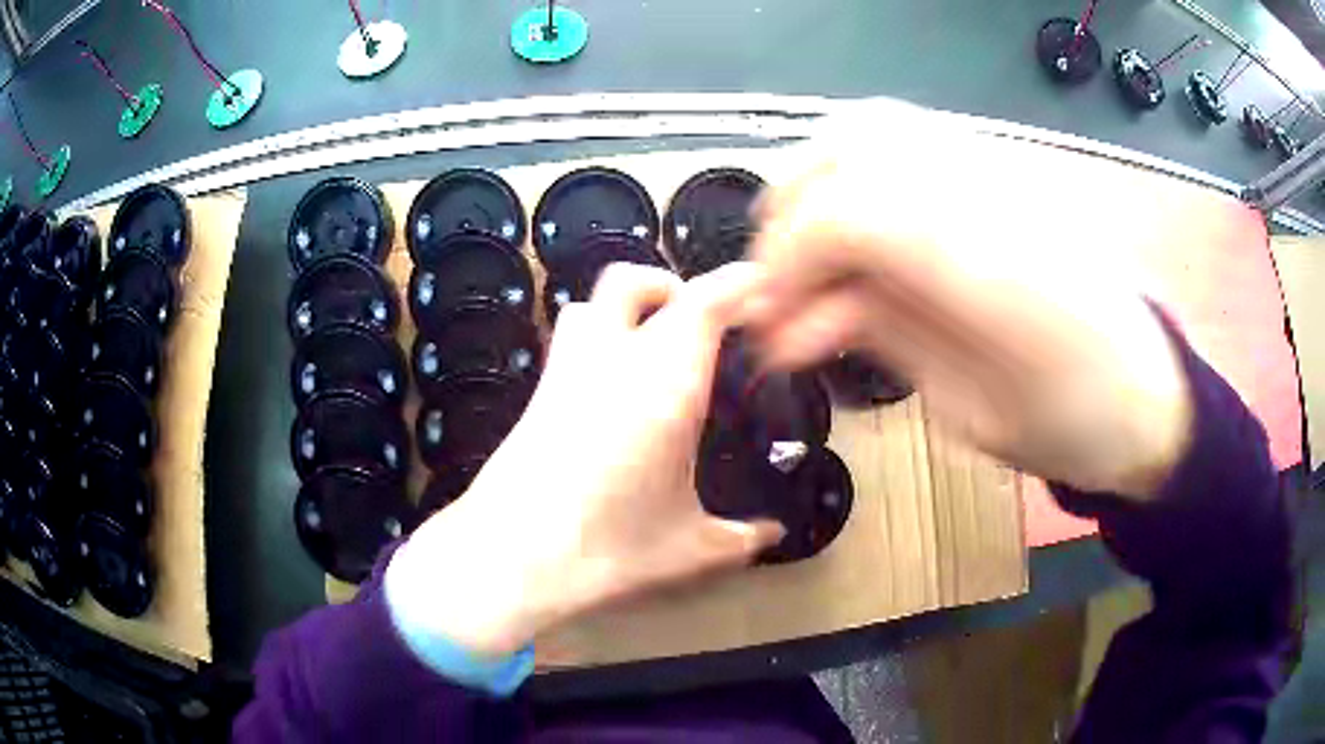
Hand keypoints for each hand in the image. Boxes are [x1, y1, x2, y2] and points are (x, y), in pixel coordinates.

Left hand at [388, 263, 782, 655]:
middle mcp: (611, 359)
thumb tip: (774, 534)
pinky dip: (596, 343)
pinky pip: (568, 344)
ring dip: (625, 309)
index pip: (706, 303)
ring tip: (652, 348)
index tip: (760, 291)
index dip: (736, 284)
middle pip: (633, 281)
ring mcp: (564, 373)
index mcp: (665, 381)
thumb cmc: (610, 549)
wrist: (511, 559)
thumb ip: (742, 538)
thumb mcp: (690, 549)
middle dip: (672, 286)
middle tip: (702, 322)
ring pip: (590, 305)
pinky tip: (611, 394)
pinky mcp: (535, 395)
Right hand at [746, 103, 1193, 498]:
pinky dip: (855, 169)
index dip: (788, 256)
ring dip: (818, 178)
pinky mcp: (1004, 169)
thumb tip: (789, 320)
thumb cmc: (1071, 428)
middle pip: (855, 142)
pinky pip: (908, 135)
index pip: (854, 212)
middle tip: (776, 276)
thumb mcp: (969, 413)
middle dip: (791, 206)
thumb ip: (882, 338)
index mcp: (999, 272)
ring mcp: (1004, 170)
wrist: (1149, 394)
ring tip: (806, 246)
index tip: (766, 314)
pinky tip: (854, 223)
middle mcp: (997, 195)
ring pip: (876, 124)